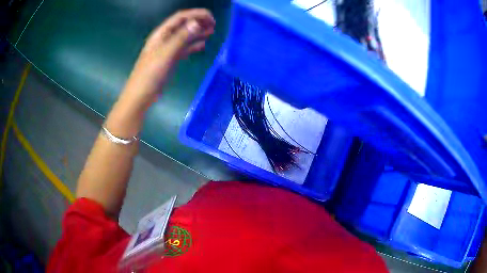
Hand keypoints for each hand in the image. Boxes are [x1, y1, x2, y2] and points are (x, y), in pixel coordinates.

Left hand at [123, 9, 215, 107]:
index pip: (180, 17)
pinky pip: (184, 48)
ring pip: (185, 36)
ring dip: (197, 33)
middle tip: (214, 24)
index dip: (196, 14)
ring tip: (212, 32)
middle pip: (183, 25)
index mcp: (161, 34)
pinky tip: (202, 45)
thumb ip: (181, 38)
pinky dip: (193, 45)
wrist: (141, 96)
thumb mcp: (166, 54)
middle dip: (198, 22)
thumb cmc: (150, 74)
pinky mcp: (170, 59)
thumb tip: (197, 23)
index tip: (211, 17)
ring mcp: (167, 49)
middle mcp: (164, 39)